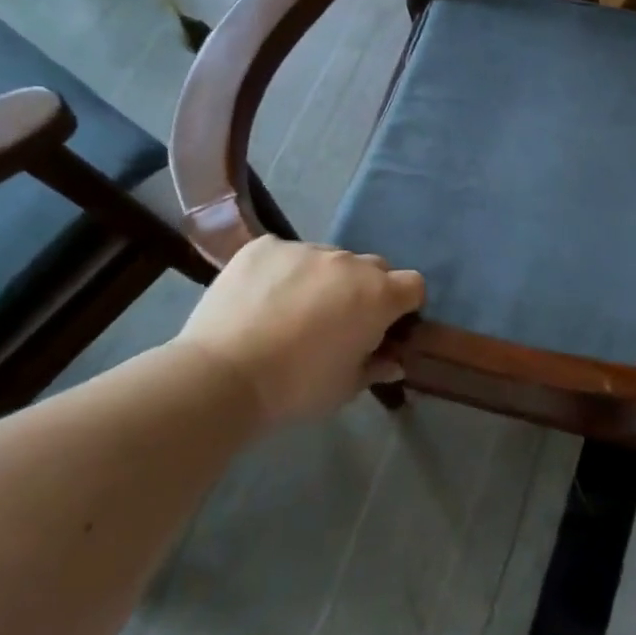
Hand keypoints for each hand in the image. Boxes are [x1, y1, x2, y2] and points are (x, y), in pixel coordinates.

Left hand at [174, 238, 424, 426]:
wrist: (222, 376)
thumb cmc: (296, 388)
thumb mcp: (346, 388)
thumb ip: (376, 367)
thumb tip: (394, 362)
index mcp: (378, 295)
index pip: (413, 284)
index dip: (404, 304)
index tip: (386, 325)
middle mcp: (348, 262)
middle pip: (373, 268)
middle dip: (365, 289)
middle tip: (339, 321)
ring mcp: (305, 248)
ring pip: (328, 259)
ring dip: (323, 279)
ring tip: (292, 310)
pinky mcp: (264, 246)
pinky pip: (286, 253)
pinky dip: (283, 271)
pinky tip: (261, 298)